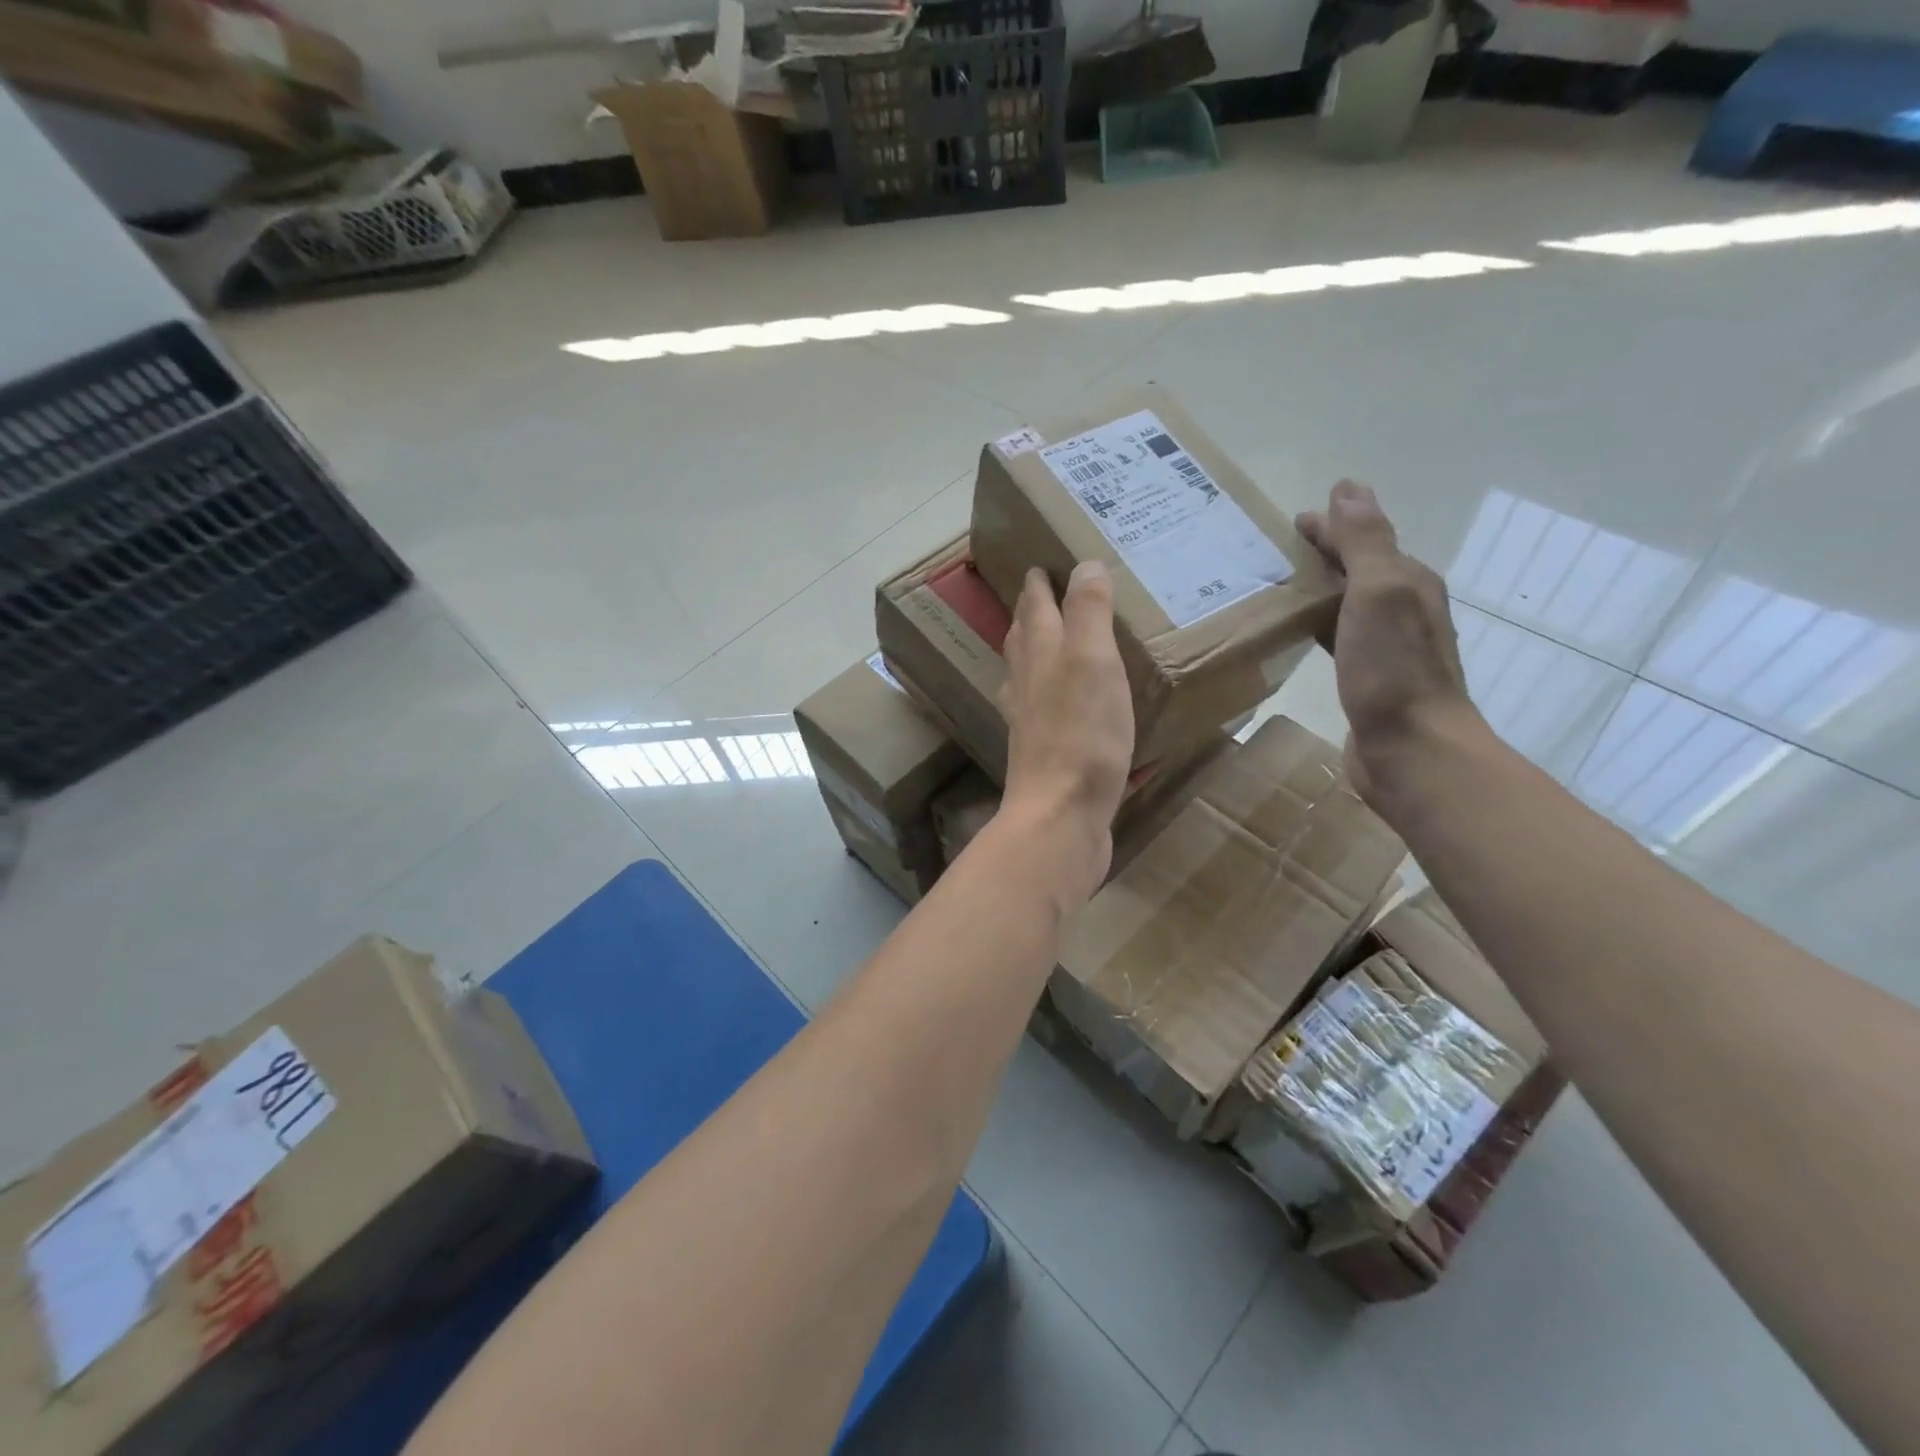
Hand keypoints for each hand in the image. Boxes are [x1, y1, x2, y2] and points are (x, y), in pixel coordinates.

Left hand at [998, 563, 1134, 901]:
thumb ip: (1088, 612)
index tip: (1038, 566)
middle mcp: (1026, 684)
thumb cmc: (1082, 734)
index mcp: (1040, 655)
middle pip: (1023, 639)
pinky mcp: (1043, 754)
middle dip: (1029, 613)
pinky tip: (1058, 705)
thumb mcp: (1093, 660)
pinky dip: (1047, 694)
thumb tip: (1084, 565)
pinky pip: (1041, 710)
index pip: (1035, 607)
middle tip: (1039, 594)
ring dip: (1033, 651)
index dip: (1038, 585)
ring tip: (1045, 642)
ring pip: (1026, 674)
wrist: (1060, 815)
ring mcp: (1030, 722)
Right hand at [1296, 481, 1482, 813]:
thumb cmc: (1392, 669)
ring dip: (1320, 590)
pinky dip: (1319, 625)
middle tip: (1275, 553)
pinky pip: (1339, 637)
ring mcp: (1388, 647)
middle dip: (1324, 555)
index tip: (1291, 523)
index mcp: (1409, 582)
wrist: (1412, 749)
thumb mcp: (1379, 593)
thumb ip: (1365, 542)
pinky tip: (1299, 634)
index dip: (1332, 526)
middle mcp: (1403, 608)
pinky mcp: (1369, 679)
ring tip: (1278, 587)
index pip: (1366, 538)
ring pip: (1349, 603)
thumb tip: (1349, 488)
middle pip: (1359, 569)